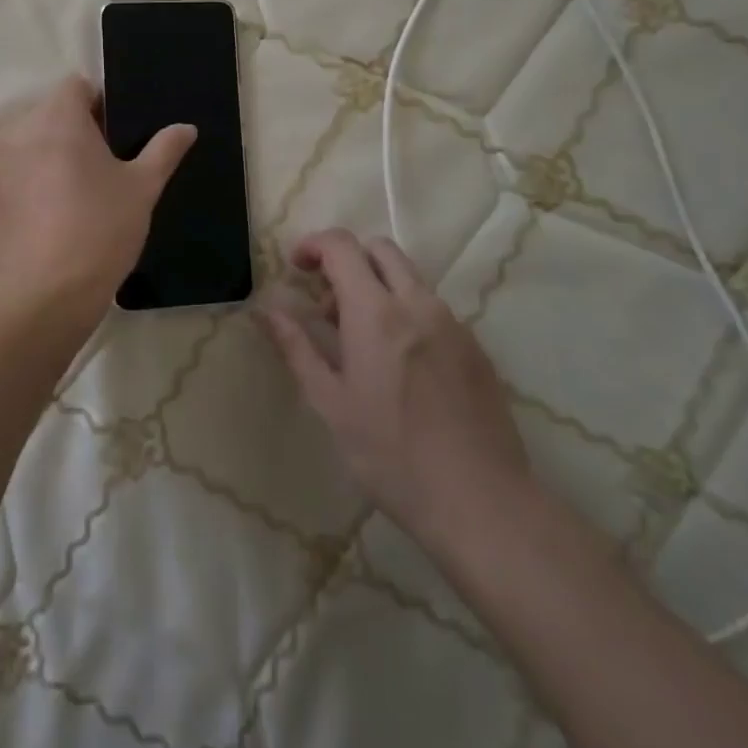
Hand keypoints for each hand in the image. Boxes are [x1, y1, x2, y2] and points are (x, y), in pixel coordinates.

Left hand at [0, 76, 195, 329]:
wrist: (41, 298)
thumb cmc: (99, 232)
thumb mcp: (142, 190)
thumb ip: (164, 150)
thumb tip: (186, 127)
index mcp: (57, 118)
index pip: (75, 86)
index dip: (98, 103)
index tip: (115, 136)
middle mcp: (17, 130)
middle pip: (48, 113)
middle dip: (72, 130)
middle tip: (99, 169)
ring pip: (26, 143)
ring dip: (46, 154)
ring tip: (70, 195)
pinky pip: (8, 173)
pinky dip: (25, 181)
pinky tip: (45, 217)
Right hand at [261, 229, 531, 548]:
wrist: (481, 502)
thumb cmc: (391, 455)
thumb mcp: (330, 404)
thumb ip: (297, 348)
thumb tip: (266, 310)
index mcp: (376, 312)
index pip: (342, 246)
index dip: (313, 245)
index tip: (296, 267)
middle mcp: (418, 304)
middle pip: (379, 249)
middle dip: (347, 260)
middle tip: (327, 303)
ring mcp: (452, 323)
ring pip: (409, 277)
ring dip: (377, 287)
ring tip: (360, 341)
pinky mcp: (475, 347)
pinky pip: (433, 308)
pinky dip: (406, 312)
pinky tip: (400, 365)